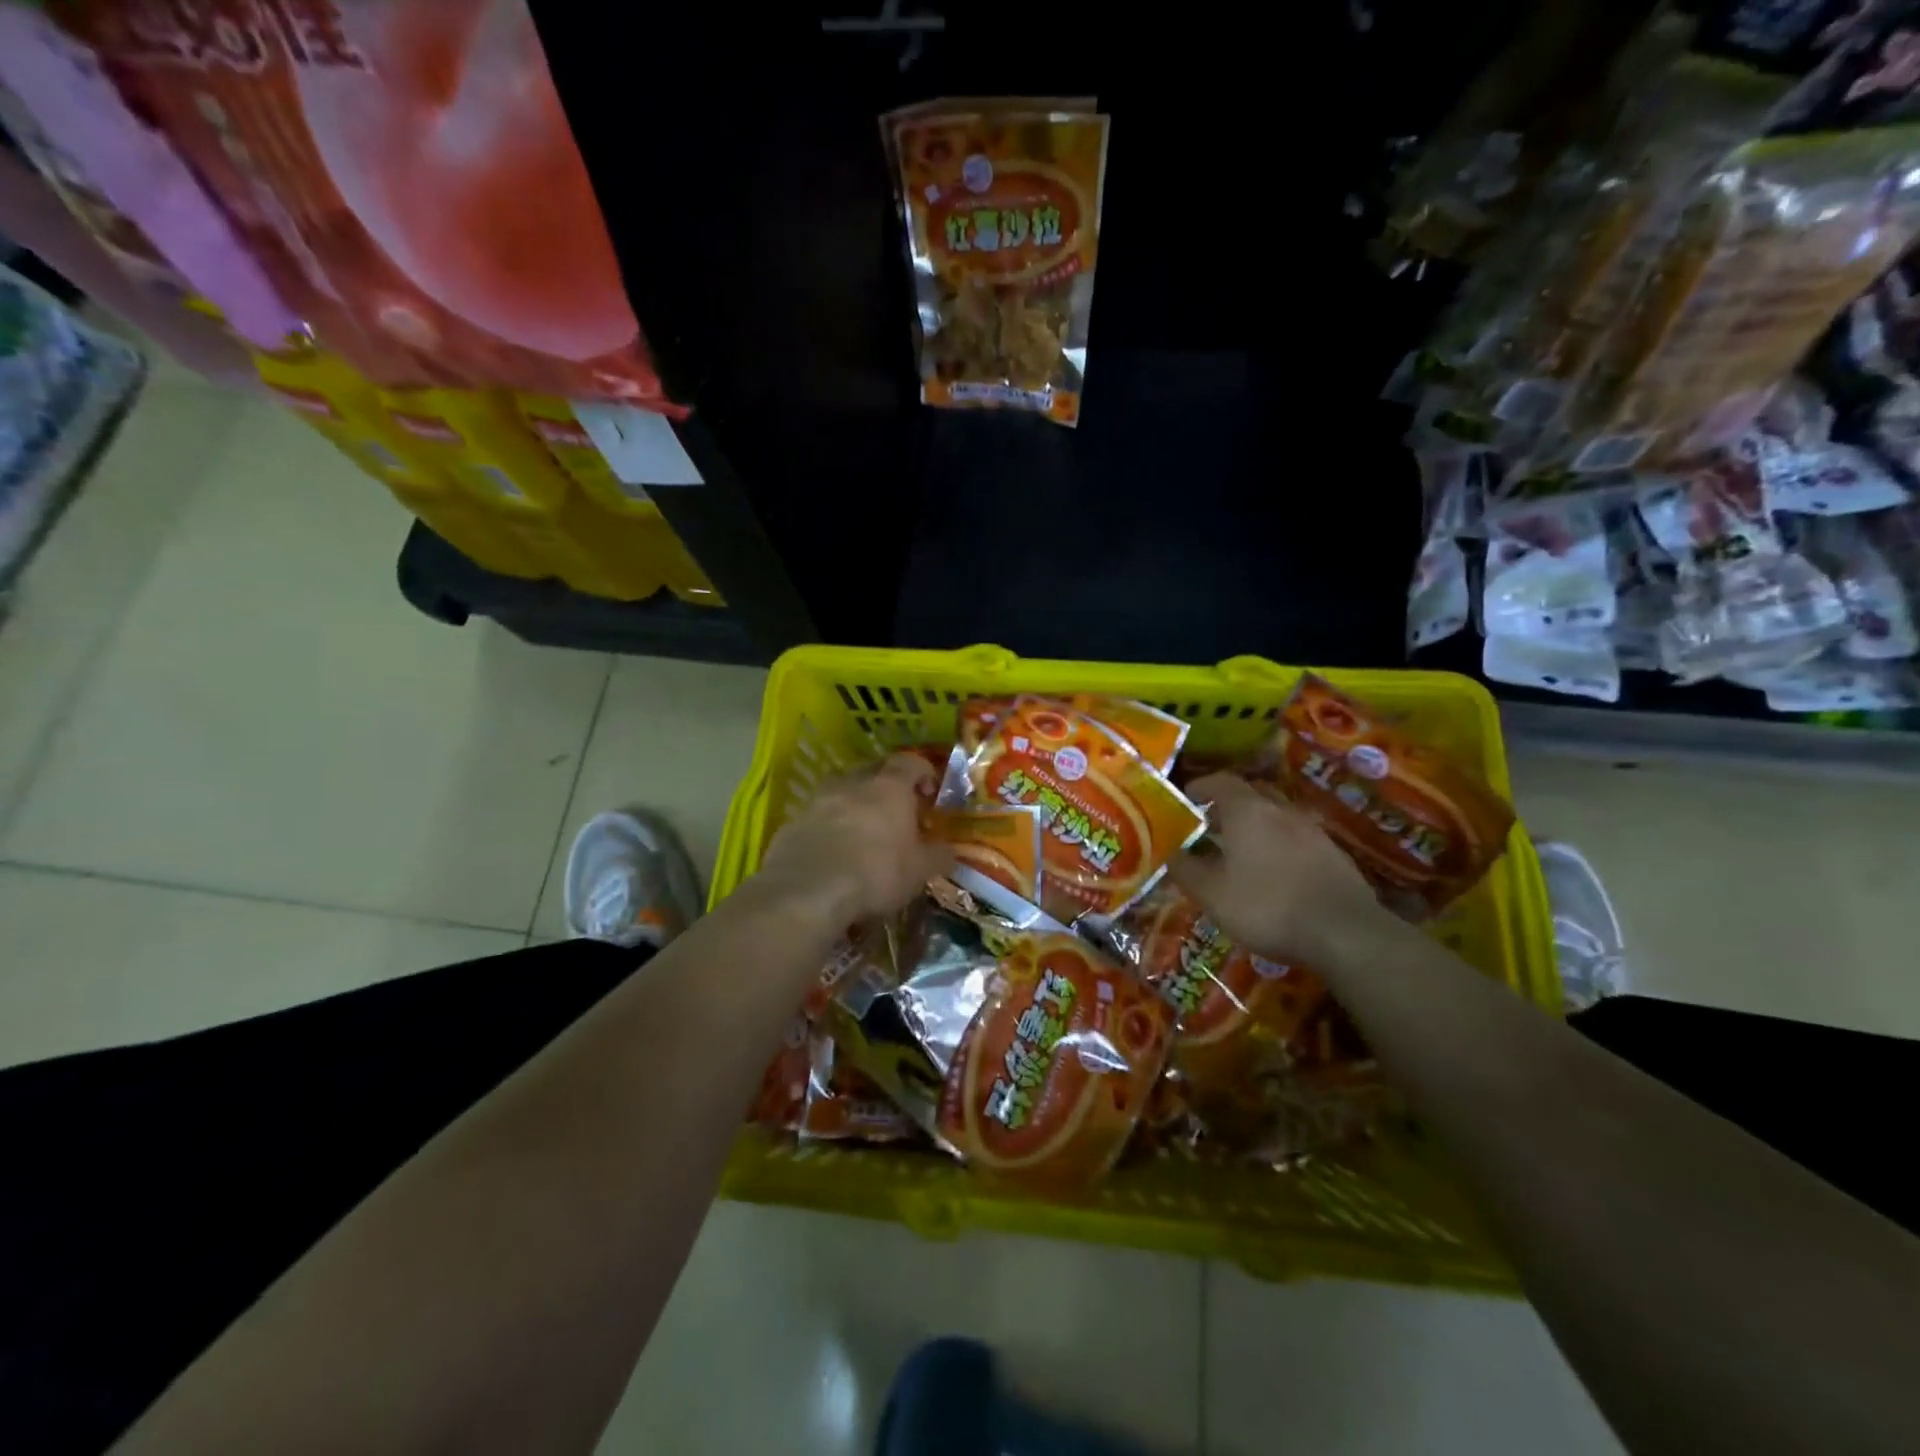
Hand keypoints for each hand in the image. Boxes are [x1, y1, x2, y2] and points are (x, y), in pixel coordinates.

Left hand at [754, 754, 953, 925]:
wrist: (807, 892)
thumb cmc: (876, 873)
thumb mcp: (919, 871)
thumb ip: (938, 856)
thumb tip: (949, 851)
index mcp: (889, 787)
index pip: (910, 763)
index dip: (923, 773)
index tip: (930, 792)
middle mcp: (852, 784)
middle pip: (872, 771)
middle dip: (886, 785)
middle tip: (897, 810)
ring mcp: (817, 801)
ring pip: (840, 792)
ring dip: (853, 804)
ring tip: (862, 831)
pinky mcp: (791, 824)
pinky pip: (816, 817)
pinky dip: (827, 827)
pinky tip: (832, 852)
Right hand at [1169, 773, 1384, 964]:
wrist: (1345, 934)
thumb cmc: (1267, 907)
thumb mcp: (1212, 894)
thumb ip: (1186, 870)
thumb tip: (1169, 853)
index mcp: (1248, 811)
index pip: (1221, 781)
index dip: (1201, 786)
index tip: (1186, 798)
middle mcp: (1281, 811)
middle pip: (1252, 794)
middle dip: (1229, 804)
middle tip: (1210, 825)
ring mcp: (1312, 831)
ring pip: (1277, 816)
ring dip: (1257, 826)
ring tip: (1240, 852)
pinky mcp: (1334, 855)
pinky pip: (1298, 839)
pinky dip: (1280, 846)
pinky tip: (1274, 874)